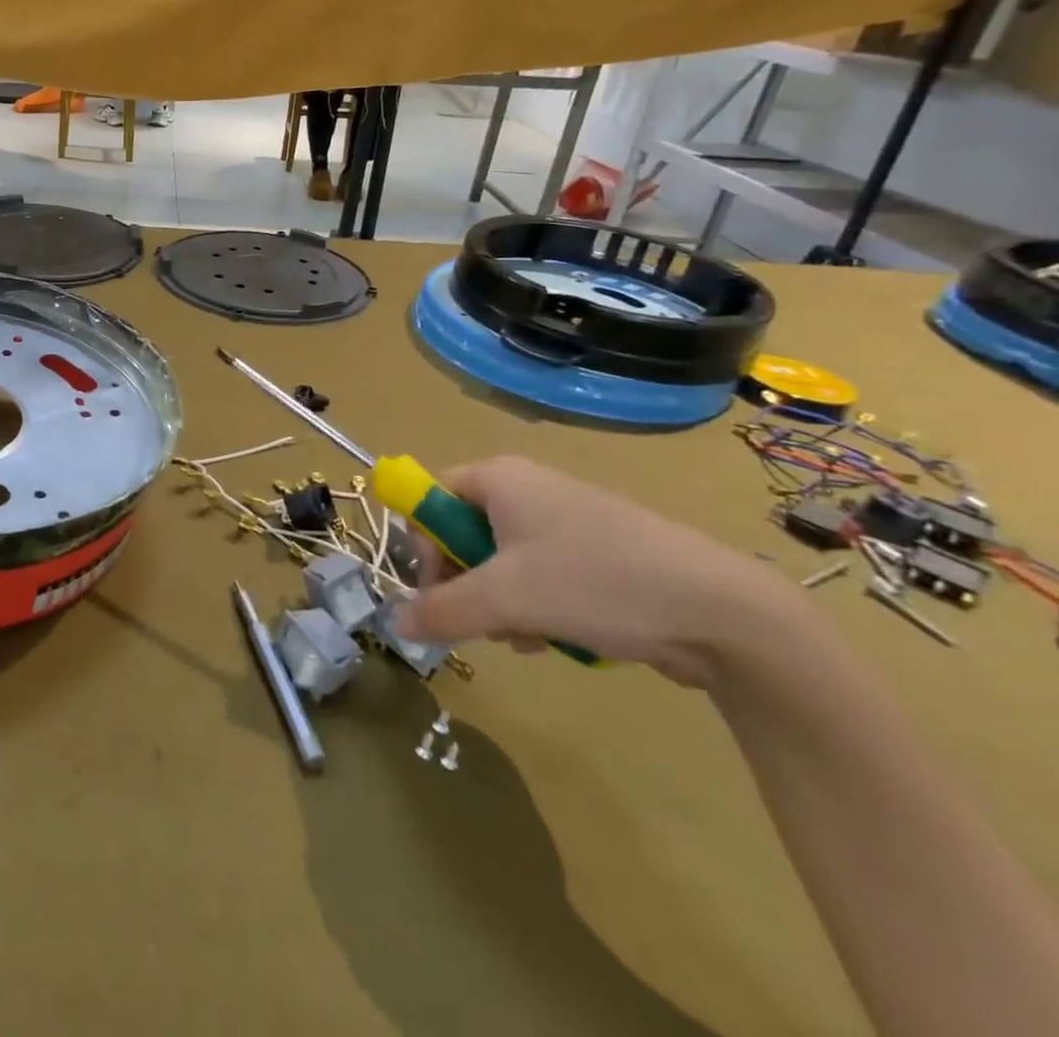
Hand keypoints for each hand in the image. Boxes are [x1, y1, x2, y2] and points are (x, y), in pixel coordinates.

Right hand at [392, 456, 799, 686]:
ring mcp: (566, 519)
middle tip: (483, 622)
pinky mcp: (597, 552)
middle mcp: (527, 488)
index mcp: (499, 478)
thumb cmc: (595, 582)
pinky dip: (537, 607)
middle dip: (467, 585)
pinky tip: (557, 639)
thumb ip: (441, 610)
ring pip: (501, 562)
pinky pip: (540, 574)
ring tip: (526, 638)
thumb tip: (394, 624)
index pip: (430, 498)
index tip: (439, 590)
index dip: (425, 545)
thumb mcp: (504, 599)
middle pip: (463, 534)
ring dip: (501, 605)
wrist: (722, 610)